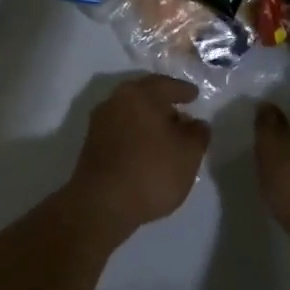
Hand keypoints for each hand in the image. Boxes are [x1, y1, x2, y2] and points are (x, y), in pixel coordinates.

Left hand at [65, 75, 210, 243]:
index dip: (183, 91)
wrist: (100, 204)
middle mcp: (117, 99)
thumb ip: (198, 133)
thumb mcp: (188, 154)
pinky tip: (145, 148)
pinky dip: (135, 132)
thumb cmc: (150, 172)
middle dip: (164, 102)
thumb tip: (196, 123)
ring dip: (148, 118)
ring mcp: (100, 120)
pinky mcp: (91, 142)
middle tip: (180, 111)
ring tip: (165, 134)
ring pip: (131, 111)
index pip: (167, 85)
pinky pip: (120, 128)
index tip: (194, 95)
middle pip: (145, 95)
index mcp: (140, 94)